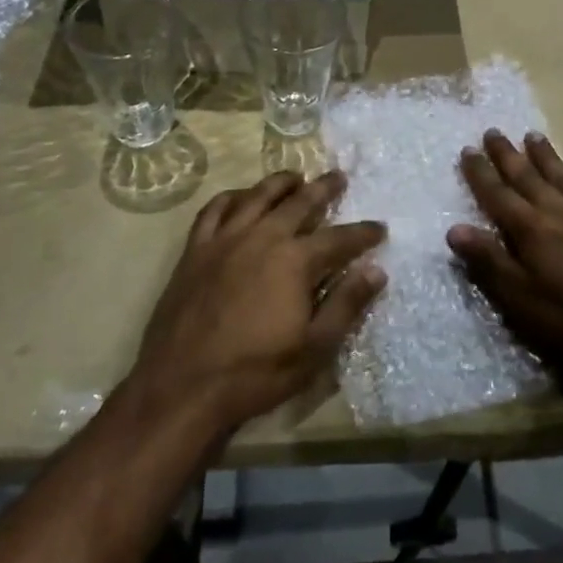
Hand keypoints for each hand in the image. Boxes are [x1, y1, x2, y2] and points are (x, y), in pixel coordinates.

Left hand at [133, 170, 386, 439]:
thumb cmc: (255, 373)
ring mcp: (225, 240)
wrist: (182, 386)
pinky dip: (231, 197)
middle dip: (323, 189)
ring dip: (280, 183)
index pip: (339, 238)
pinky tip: (240, 197)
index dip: (362, 233)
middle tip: (338, 176)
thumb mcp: (314, 349)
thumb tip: (376, 271)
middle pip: (299, 203)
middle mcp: (262, 237)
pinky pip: (213, 210)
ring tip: (295, 176)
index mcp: (294, 261)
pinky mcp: (195, 250)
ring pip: (257, 196)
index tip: (380, 228)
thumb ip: (346, 305)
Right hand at [448, 131, 562, 416]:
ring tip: (533, 136)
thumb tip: (454, 229)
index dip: (480, 173)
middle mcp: (555, 210)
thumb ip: (488, 261)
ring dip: (546, 156)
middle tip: (493, 131)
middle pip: (526, 176)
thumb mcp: (519, 298)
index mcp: (528, 228)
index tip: (467, 149)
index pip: (496, 194)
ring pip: (561, 176)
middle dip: (507, 155)